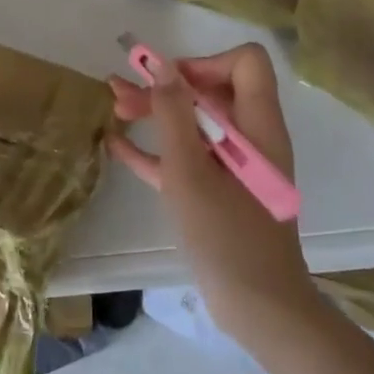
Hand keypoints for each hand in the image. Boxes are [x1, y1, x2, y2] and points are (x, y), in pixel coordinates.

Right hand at [107, 44, 316, 345]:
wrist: (259, 310)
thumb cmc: (226, 235)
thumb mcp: (190, 170)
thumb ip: (174, 114)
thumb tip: (162, 64)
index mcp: (257, 125)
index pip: (244, 64)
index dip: (204, 64)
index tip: (167, 83)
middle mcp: (251, 138)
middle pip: (210, 92)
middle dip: (165, 88)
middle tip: (121, 94)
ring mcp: (236, 167)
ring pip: (195, 125)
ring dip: (156, 115)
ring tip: (115, 110)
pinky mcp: (221, 193)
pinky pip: (189, 159)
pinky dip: (158, 150)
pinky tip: (117, 147)